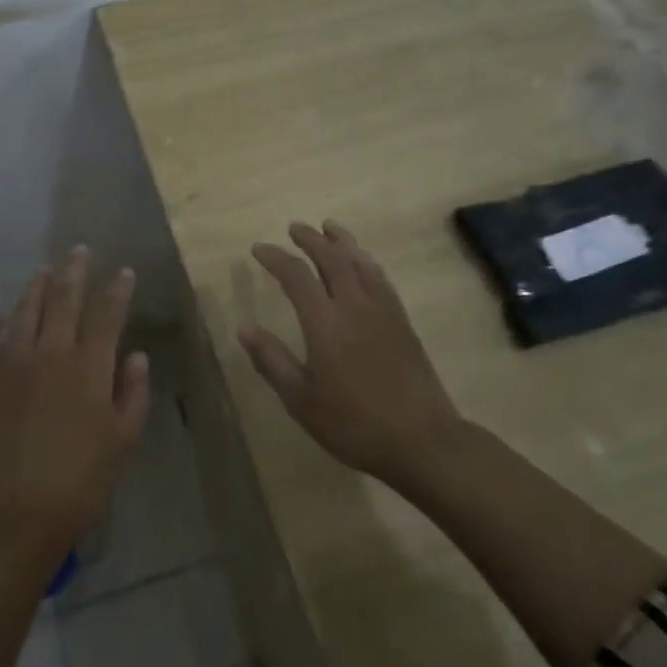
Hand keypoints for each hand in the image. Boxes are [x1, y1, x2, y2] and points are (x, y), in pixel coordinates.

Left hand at [0, 248, 150, 566]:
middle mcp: (50, 352)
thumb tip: (137, 355)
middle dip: (74, 271)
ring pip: (24, 310)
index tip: (124, 271)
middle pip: (63, 298)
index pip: (107, 313)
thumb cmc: (79, 483)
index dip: (117, 289)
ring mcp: (11, 364)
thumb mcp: (123, 442)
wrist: (12, 515)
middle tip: (79, 251)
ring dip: (36, 287)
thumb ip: (133, 394)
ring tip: (43, 271)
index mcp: (89, 366)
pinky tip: (1, 318)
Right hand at [239, 221, 461, 484]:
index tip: (258, 249)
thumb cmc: (353, 423)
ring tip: (329, 228)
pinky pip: (380, 278)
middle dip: (310, 239)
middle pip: (332, 258)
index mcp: (325, 322)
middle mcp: (354, 305)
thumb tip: (244, 328)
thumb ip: (272, 360)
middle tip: (294, 227)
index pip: (296, 276)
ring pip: (360, 262)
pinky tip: (363, 263)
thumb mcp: (301, 400)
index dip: (275, 258)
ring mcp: (383, 311)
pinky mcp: (402, 321)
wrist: (422, 440)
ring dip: (342, 241)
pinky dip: (366, 261)